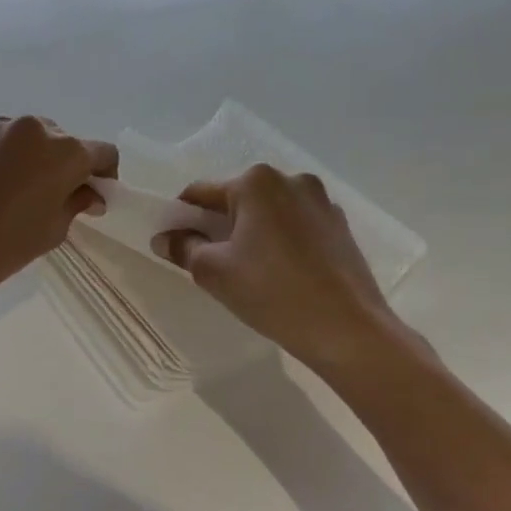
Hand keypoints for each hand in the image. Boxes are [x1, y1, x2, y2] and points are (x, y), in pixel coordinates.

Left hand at [0, 117, 117, 296]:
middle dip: (64, 163)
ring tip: (14, 188)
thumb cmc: (4, 244)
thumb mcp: (52, 230)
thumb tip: (91, 195)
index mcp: (65, 152)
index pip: (102, 152)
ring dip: (30, 156)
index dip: (104, 173)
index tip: (93, 194)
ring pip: (26, 136)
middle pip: (62, 140)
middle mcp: (34, 128)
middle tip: (52, 194)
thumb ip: (77, 204)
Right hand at [153, 165, 419, 373]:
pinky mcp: (340, 226)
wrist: (347, 329)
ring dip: (251, 233)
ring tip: (247, 271)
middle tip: (210, 262)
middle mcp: (291, 180)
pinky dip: (280, 242)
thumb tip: (164, 238)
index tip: (175, 244)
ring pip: (268, 213)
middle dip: (219, 226)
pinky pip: (295, 227)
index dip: (182, 218)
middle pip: (238, 200)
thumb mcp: (213, 271)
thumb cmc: (271, 292)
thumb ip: (183, 247)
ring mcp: (321, 202)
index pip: (202, 193)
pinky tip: (279, 274)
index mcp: (256, 182)